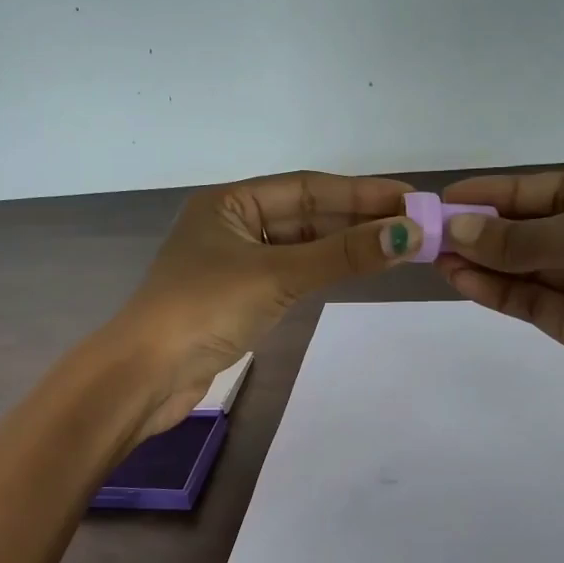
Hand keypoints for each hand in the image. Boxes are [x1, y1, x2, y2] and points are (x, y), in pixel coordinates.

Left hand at [111, 170, 420, 436]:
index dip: (360, 192)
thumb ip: (342, 255)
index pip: (307, 187)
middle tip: (415, 225)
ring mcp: (235, 263)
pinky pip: (292, 273)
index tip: (409, 199)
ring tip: (399, 246)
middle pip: (306, 215)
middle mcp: (232, 225)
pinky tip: (357, 268)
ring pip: (301, 246)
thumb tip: (409, 235)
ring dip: (345, 246)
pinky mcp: (240, 297)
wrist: (148, 375)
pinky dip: (324, 271)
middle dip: (358, 219)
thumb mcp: (277, 275)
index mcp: (230, 203)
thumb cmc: (205, 310)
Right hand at [435, 172, 563, 441]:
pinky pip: (531, 302)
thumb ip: (521, 237)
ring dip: (484, 260)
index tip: (450, 197)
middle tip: (433, 231)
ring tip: (436, 256)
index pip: (553, 189)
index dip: (501, 192)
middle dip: (487, 228)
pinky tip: (461, 280)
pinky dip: (497, 291)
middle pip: (536, 228)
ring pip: (528, 267)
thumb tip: (458, 230)